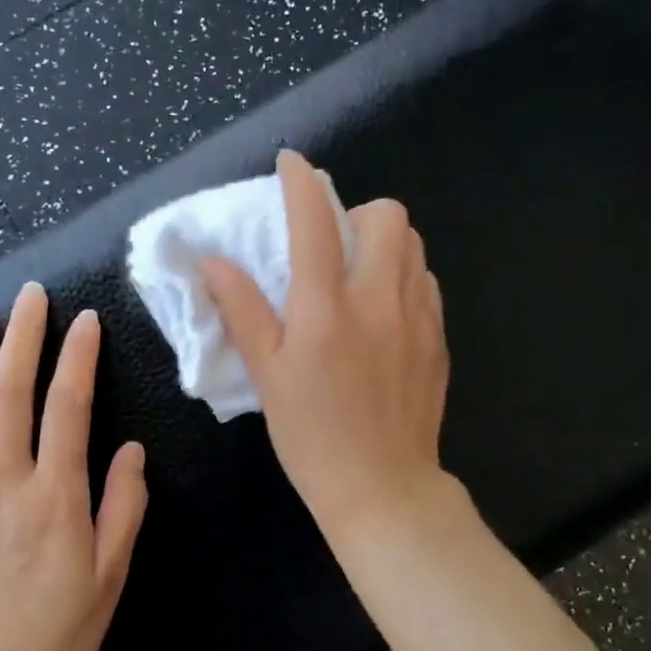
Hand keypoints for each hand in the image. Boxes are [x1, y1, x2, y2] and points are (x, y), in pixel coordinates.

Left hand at [0, 283, 147, 650]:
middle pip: (9, 394)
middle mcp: (3, 483)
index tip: (86, 320)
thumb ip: (123, 506)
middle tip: (29, 295)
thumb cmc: (59, 627)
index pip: (68, 407)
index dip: (78, 358)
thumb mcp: (112, 573)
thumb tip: (130, 449)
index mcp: (55, 496)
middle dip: (22, 338)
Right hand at [200, 150, 450, 549]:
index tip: (290, 163)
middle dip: (357, 211)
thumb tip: (212, 261)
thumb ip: (241, 310)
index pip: (314, 221)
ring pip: (413, 244)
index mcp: (326, 307)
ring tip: (359, 272)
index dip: (300, 181)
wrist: (383, 487)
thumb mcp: (266, 374)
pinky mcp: (438, 338)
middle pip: (387, 215)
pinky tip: (385, 310)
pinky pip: (426, 283)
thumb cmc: (312, 435)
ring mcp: (417, 317)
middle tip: (333, 242)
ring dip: (384, 241)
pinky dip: (404, 277)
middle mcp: (378, 299)